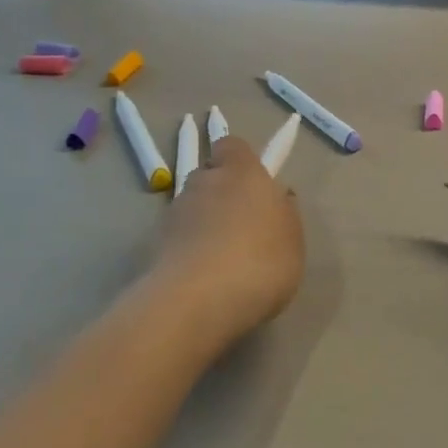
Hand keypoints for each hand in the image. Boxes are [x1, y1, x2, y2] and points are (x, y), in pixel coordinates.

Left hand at [151, 135, 303, 347]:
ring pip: (192, 208)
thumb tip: (276, 197)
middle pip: (209, 177)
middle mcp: (203, 182)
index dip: (241, 161)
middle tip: (243, 226)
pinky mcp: (154, 244)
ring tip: (223, 260)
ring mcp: (174, 213)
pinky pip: (178, 239)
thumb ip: (284, 212)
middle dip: (221, 194)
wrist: (198, 301)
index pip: (232, 145)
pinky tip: (205, 278)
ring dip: (204, 224)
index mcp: (242, 172)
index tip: (255, 185)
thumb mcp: (293, 238)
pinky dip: (189, 250)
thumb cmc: (260, 260)